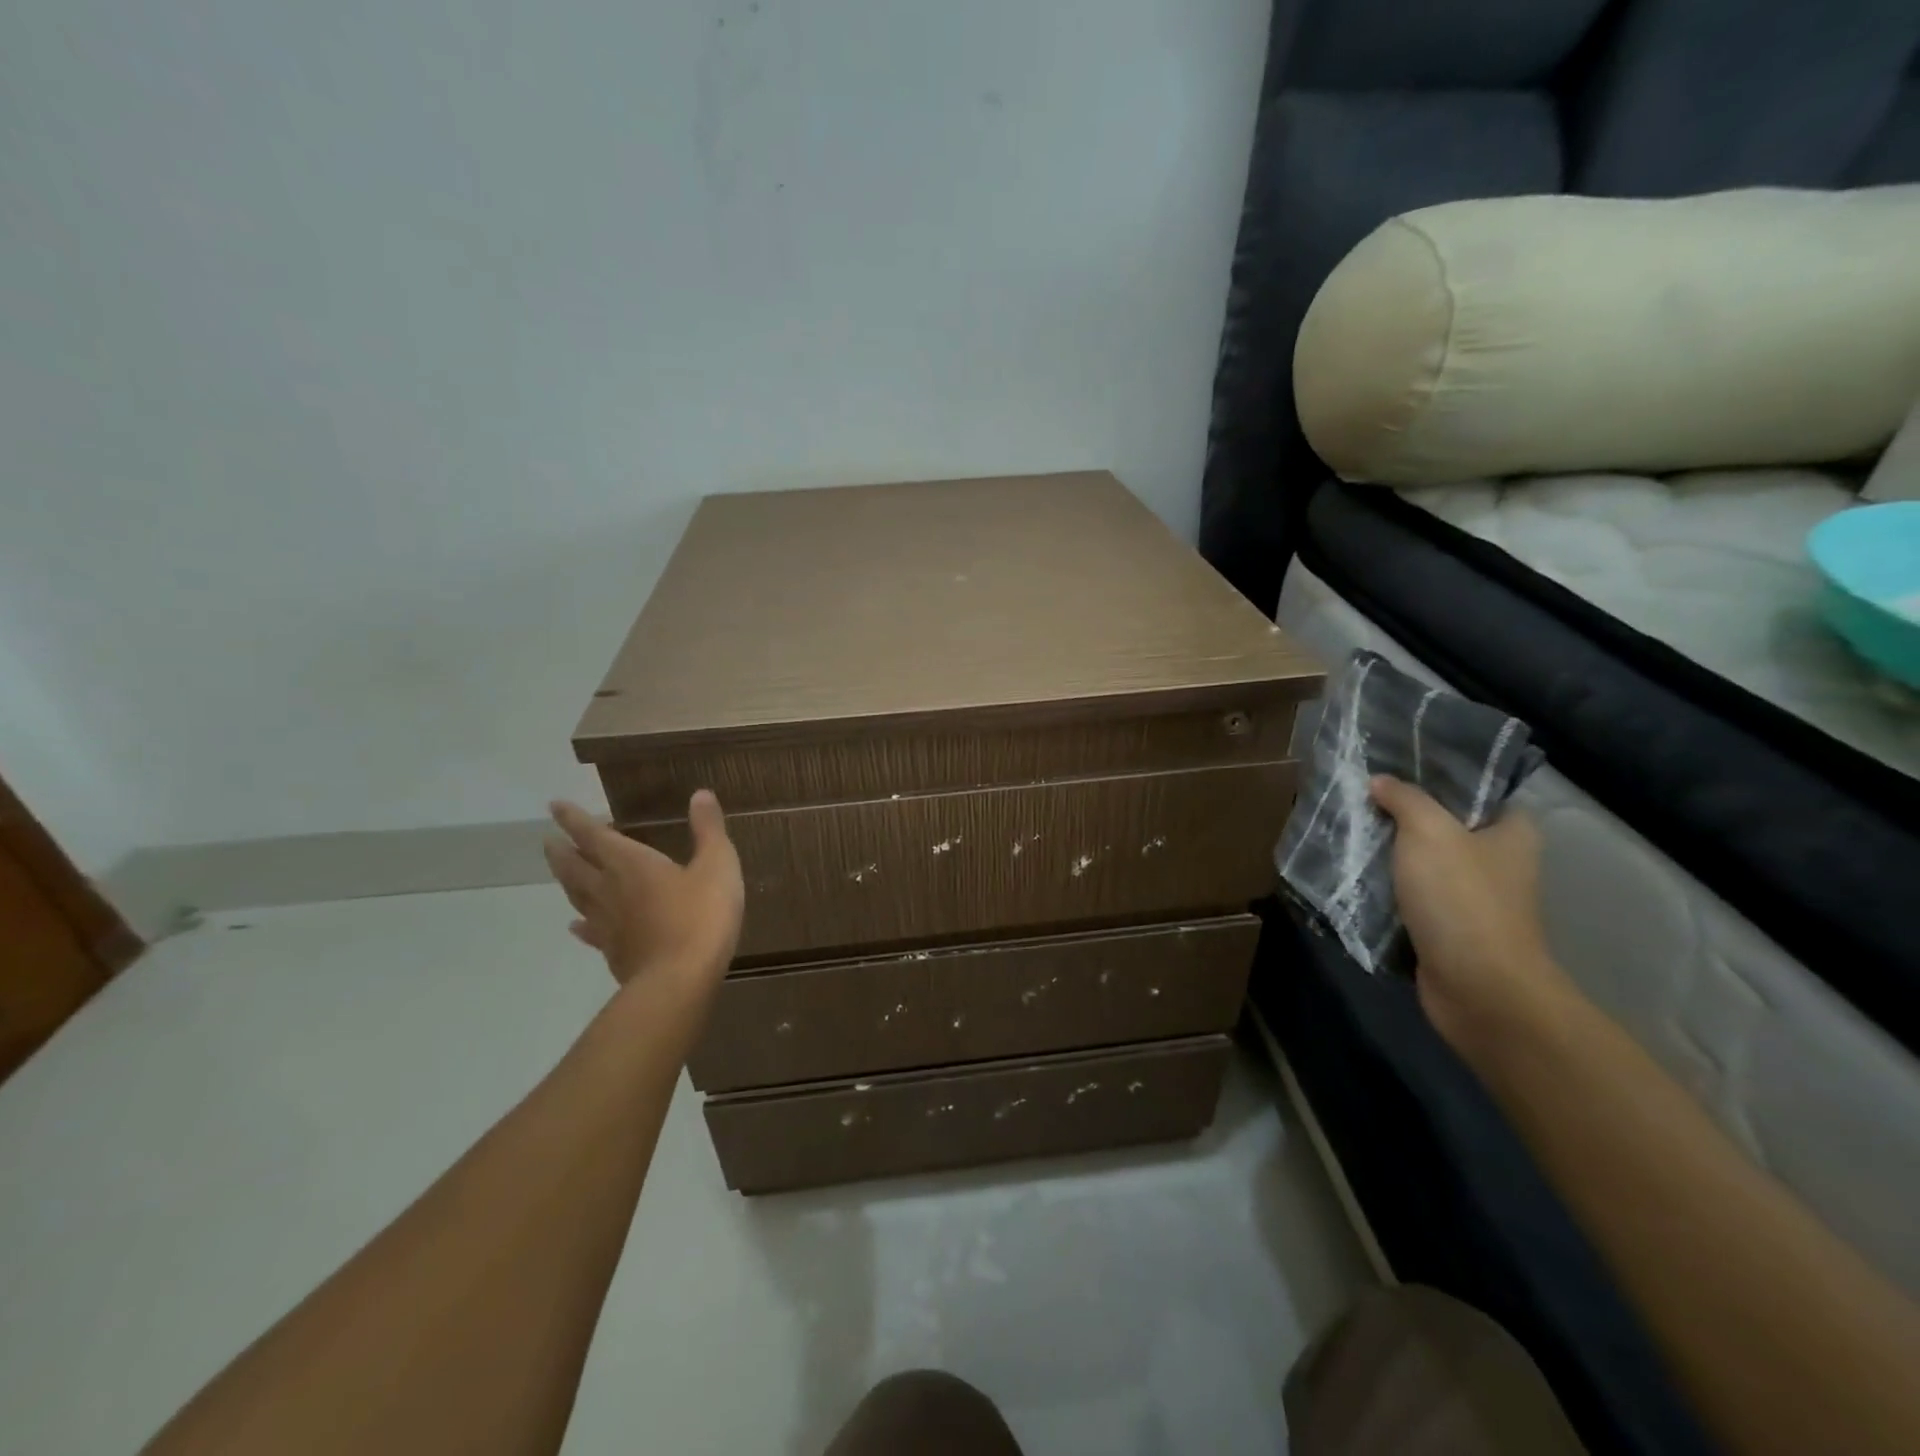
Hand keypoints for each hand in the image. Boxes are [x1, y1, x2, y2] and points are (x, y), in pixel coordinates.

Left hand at [543, 791, 744, 990]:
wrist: (680, 980)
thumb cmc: (701, 916)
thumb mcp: (718, 865)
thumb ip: (708, 829)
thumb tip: (700, 794)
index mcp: (631, 863)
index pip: (594, 835)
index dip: (574, 819)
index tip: (555, 806)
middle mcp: (610, 890)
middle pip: (575, 867)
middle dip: (562, 850)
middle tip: (548, 839)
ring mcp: (608, 924)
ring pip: (577, 897)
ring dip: (567, 881)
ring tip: (561, 872)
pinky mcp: (613, 952)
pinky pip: (590, 932)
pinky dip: (581, 925)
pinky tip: (577, 926)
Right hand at [1369, 775, 1575, 1057]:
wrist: (1476, 986)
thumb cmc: (1462, 898)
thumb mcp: (1429, 832)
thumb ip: (1405, 799)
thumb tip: (1380, 780)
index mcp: (1512, 833)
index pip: (1479, 790)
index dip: (1439, 776)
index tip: (1394, 765)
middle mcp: (1497, 862)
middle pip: (1444, 825)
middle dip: (1402, 814)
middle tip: (1359, 795)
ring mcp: (1472, 898)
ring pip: (1422, 862)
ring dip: (1388, 852)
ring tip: (1346, 828)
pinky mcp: (1446, 927)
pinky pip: (1410, 896)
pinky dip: (1384, 887)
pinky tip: (1351, 871)